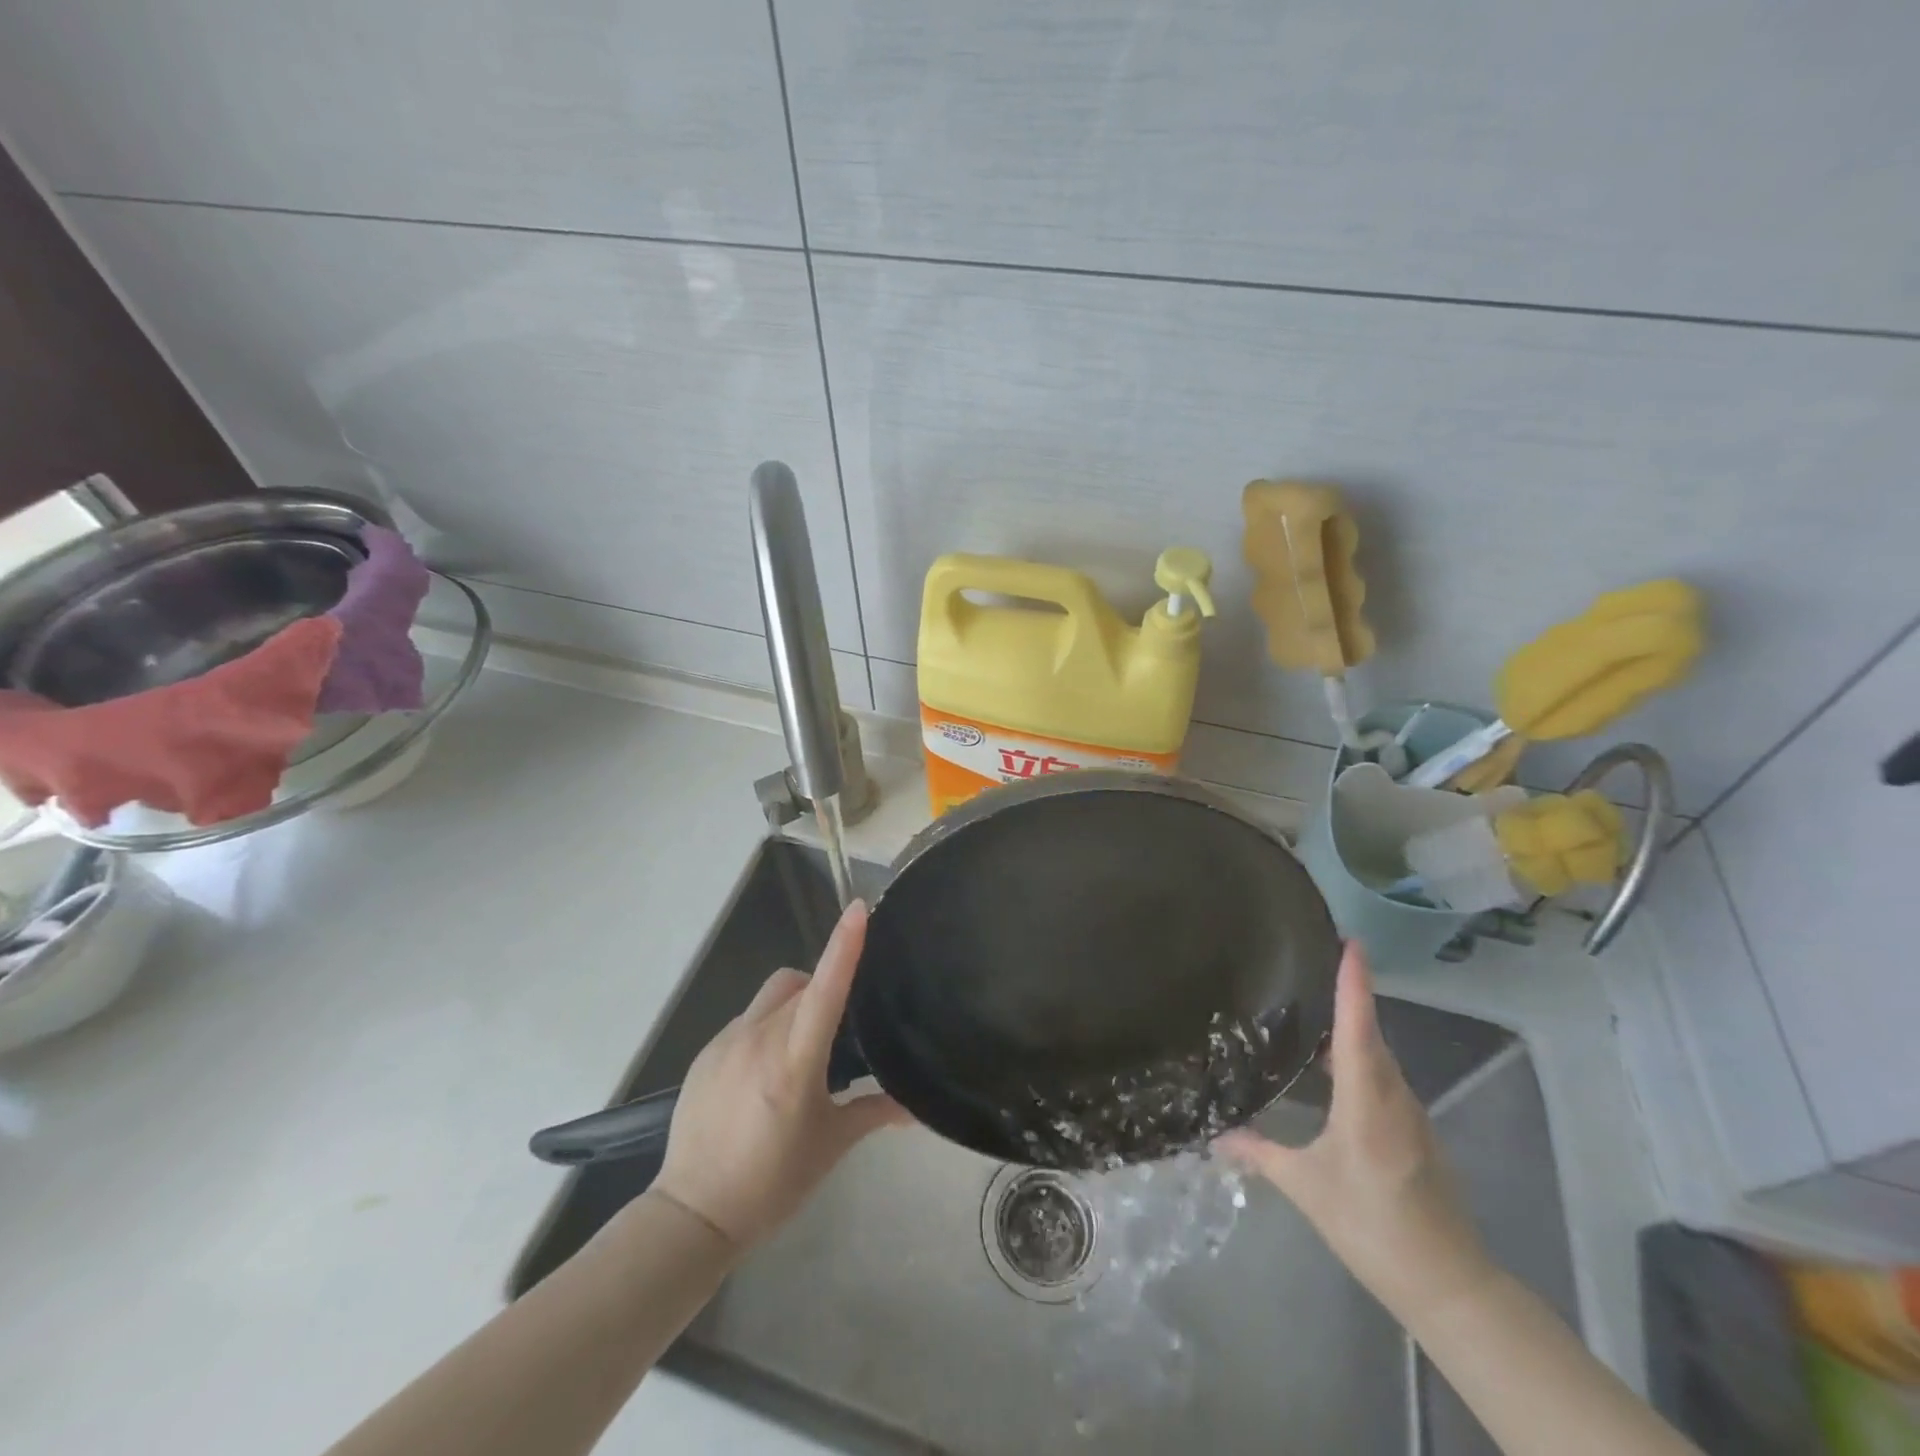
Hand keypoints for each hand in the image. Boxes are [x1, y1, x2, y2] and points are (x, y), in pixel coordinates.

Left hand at [653, 900, 909, 1249]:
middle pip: (800, 985)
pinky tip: (766, 1071)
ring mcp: (726, 1042)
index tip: (858, 908)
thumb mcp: (830, 1146)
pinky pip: (747, 1020)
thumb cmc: (771, 1183)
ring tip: (803, 1049)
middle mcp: (758, 1039)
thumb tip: (915, 1108)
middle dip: (824, 990)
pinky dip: (766, 1027)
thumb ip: (873, 1113)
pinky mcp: (705, 1052)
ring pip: (772, 996)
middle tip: (841, 1030)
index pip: (825, 989)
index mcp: (793, 1061)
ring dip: (794, 1004)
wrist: (692, 1213)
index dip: (844, 946)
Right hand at [1216, 942, 1495, 1321]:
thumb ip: (1260, 1154)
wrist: (1450, 1286)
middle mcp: (1394, 1096)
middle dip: (1350, 994)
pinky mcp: (1416, 1131)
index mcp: (1367, 1101)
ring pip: (1379, 1056)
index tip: (1351, 942)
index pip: (1357, 1028)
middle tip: (1318, 960)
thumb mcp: (1307, 1189)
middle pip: (1370, 1034)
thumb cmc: (1373, 1228)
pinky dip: (1361, 1056)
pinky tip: (1334, 1065)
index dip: (1354, 983)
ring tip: (1316, 1005)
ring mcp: (1411, 1114)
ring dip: (1354, 1026)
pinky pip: (1384, 1077)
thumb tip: (1215, 1135)